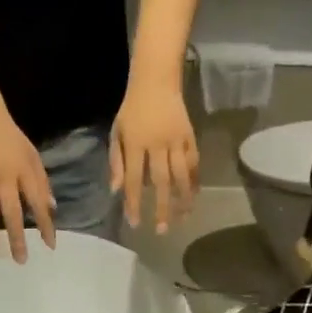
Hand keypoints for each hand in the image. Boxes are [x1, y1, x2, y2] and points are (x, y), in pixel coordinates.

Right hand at [0, 102, 55, 261]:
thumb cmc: (10, 137)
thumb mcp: (32, 155)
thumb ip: (42, 182)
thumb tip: (52, 208)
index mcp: (25, 171)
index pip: (37, 203)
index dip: (45, 224)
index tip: (50, 245)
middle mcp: (5, 176)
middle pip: (12, 212)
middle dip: (17, 237)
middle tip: (21, 261)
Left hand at [109, 76, 197, 234]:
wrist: (156, 82)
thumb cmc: (131, 110)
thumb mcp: (117, 133)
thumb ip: (116, 162)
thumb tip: (116, 191)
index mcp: (136, 144)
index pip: (135, 179)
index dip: (135, 202)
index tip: (135, 223)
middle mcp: (158, 144)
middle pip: (161, 182)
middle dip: (162, 208)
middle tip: (161, 230)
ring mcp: (177, 140)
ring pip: (182, 175)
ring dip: (183, 199)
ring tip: (183, 219)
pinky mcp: (190, 136)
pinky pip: (194, 162)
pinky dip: (195, 180)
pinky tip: (194, 195)